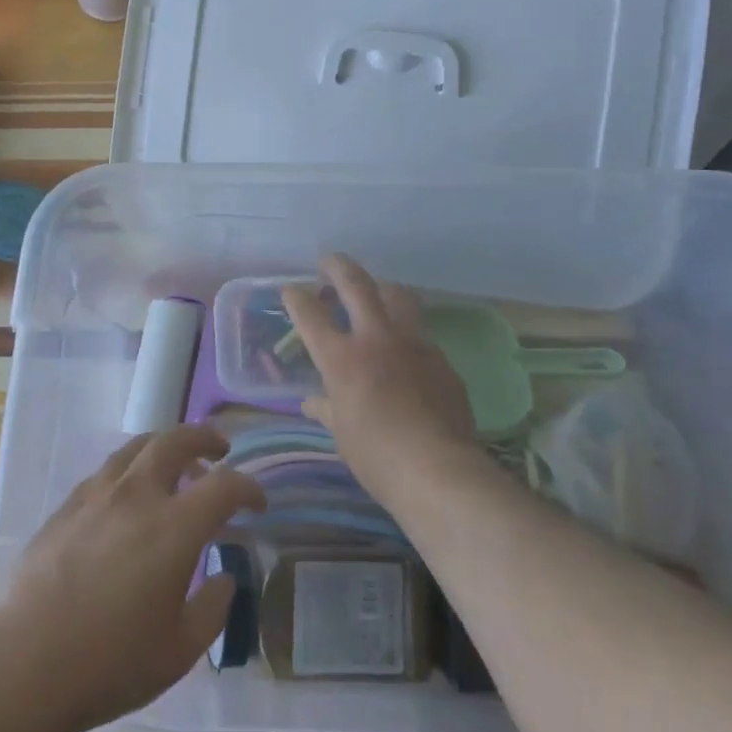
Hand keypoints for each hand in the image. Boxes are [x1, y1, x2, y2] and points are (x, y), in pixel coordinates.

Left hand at [0, 425, 265, 731]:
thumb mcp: (179, 651)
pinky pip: (107, 471)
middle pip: (176, 441)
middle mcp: (138, 495)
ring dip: (164, 446)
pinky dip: (130, 470)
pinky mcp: (68, 506)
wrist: (26, 663)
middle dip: (204, 438)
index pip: (224, 487)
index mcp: (174, 527)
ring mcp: (98, 495)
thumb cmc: (110, 662)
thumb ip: (212, 608)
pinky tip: (127, 496)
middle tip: (220, 449)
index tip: (257, 501)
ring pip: (137, 447)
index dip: (248, 488)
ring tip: (175, 462)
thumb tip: (224, 578)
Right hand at [284, 254, 477, 505]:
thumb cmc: (377, 457)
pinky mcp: (440, 357)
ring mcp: (412, 342)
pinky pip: (420, 330)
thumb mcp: (342, 434)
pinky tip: (404, 344)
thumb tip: (313, 402)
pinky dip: (406, 327)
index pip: (310, 315)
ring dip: (380, 286)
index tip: (291, 290)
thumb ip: (327, 409)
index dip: (296, 298)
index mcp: (342, 358)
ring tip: (374, 290)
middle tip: (329, 261)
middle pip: (355, 284)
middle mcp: (375, 338)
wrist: (439, 470)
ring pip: (397, 294)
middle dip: (338, 266)